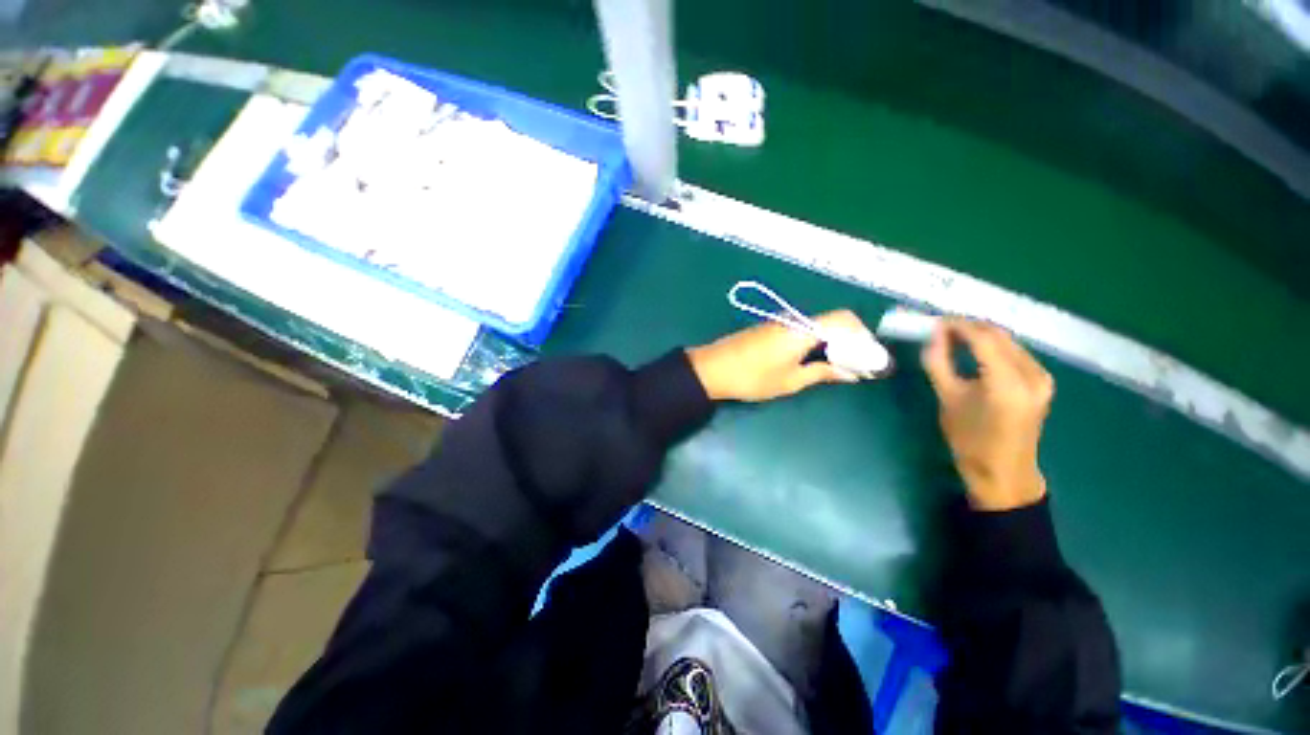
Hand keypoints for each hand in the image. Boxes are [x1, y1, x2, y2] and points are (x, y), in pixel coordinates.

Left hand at [687, 311, 875, 401]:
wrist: (711, 369)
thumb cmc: (751, 378)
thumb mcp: (790, 381)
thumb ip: (821, 373)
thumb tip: (849, 372)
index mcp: (802, 330)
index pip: (844, 320)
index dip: (862, 335)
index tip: (870, 357)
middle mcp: (794, 320)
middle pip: (833, 322)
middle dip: (851, 341)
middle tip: (858, 365)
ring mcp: (781, 323)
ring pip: (818, 326)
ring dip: (834, 342)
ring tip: (842, 366)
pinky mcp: (771, 329)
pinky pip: (802, 331)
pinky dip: (817, 343)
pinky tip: (818, 360)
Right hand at [922, 319, 1053, 511]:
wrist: (1004, 471)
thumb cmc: (970, 440)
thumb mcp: (947, 399)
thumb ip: (938, 363)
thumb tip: (933, 335)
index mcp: (1007, 383)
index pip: (983, 339)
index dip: (957, 325)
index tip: (934, 322)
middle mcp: (1032, 374)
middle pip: (999, 336)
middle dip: (968, 327)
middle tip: (940, 329)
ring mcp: (1042, 377)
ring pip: (1008, 341)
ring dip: (980, 335)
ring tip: (952, 338)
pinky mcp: (1043, 381)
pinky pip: (1015, 352)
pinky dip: (993, 347)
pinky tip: (974, 351)